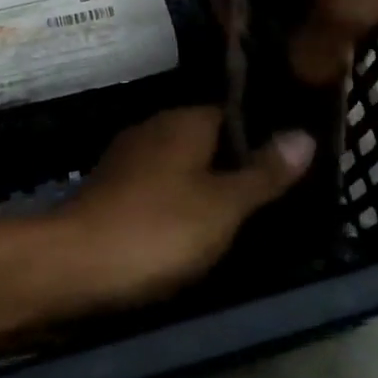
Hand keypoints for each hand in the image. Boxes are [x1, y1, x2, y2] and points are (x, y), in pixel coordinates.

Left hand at [56, 106, 315, 306]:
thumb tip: (305, 133)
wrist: (73, 265)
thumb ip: (264, 172)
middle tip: (274, 194)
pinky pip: (159, 186)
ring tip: (241, 215)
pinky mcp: (112, 188)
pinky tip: (193, 229)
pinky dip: (178, 201)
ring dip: (206, 184)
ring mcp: (129, 157)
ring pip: (182, 163)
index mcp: (185, 121)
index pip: (234, 113)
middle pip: (208, 138)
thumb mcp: (223, 205)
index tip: (289, 160)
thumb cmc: (158, 229)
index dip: (262, 134)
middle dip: (235, 162)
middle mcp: (156, 127)